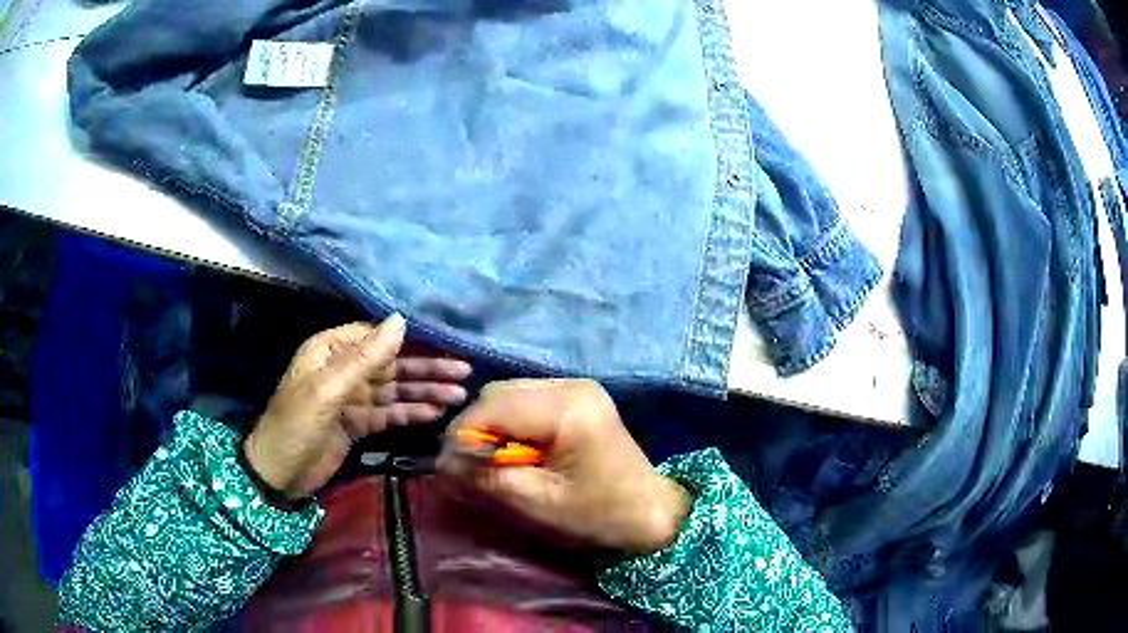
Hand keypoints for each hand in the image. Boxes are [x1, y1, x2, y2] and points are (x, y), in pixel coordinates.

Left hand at [245, 314, 471, 500]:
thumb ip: (365, 357)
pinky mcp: (359, 423)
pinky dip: (411, 413)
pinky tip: (436, 412)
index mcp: (330, 350)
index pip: (376, 336)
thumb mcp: (327, 389)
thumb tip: (400, 320)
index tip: (445, 341)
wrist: (279, 473)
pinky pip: (390, 413)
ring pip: (395, 389)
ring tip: (459, 394)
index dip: (411, 339)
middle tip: (463, 371)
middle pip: (391, 364)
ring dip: (425, 391)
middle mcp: (344, 368)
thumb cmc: (296, 424)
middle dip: (426, 368)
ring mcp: (353, 397)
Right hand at [438, 379, 690, 553]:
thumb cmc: (598, 513)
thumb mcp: (538, 501)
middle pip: (499, 393)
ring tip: (492, 459)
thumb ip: (487, 476)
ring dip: (492, 424)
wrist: (648, 510)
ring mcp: (576, 386)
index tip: (447, 466)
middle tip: (468, 465)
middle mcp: (572, 385)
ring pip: (510, 393)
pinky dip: (511, 422)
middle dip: (476, 428)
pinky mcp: (577, 396)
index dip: (462, 434)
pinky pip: (527, 399)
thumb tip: (443, 460)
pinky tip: (516, 449)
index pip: (494, 406)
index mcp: (568, 409)